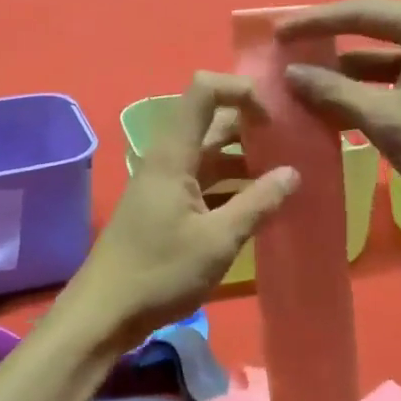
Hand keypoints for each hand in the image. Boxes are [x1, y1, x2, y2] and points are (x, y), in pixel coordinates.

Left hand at [59, 72, 298, 348]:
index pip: (203, 91)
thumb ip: (258, 203)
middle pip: (211, 122)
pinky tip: (259, 202)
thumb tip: (294, 172)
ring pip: (209, 154)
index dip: (240, 89)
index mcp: (174, 154)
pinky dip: (231, 184)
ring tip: (287, 172)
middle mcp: (168, 158)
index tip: (275, 115)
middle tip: (295, 142)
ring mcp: (165, 182)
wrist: (105, 311)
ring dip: (244, 158)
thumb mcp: (218, 240)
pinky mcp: (166, 205)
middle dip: (251, 125)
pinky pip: (203, 180)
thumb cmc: (160, 272)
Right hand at [277, 0, 400, 240]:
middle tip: (285, 52)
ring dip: (345, 70)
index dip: (315, 23)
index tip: (277, 33)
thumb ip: (333, 91)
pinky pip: (397, 74)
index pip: (363, 13)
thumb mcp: (385, 120)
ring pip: (382, 54)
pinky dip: (367, 86)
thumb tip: (290, 74)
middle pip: (372, 28)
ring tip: (299, 78)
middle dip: (328, 44)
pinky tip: (331, 100)